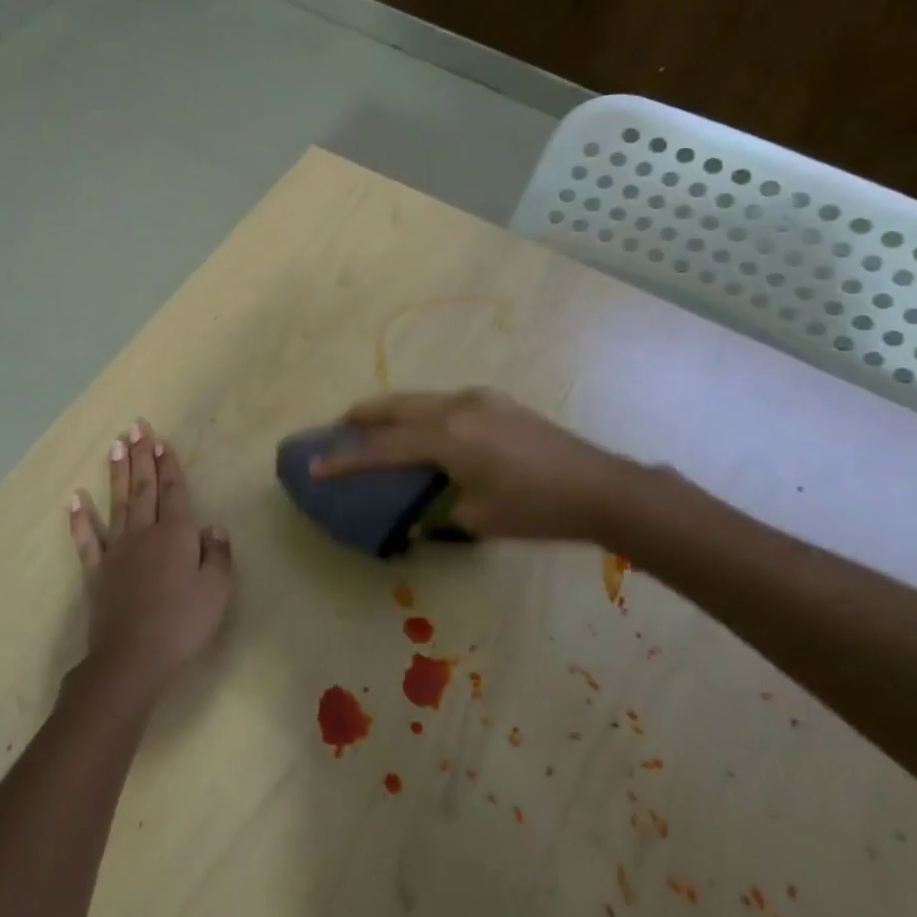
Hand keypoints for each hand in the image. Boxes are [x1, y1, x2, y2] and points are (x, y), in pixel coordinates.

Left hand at [68, 420, 233, 699]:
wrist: (132, 657)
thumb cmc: (181, 623)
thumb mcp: (216, 591)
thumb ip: (217, 554)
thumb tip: (212, 526)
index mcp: (176, 534)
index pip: (174, 491)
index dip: (169, 466)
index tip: (162, 441)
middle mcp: (145, 533)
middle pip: (143, 487)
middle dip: (141, 456)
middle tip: (136, 427)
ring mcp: (117, 550)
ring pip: (118, 503)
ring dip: (116, 473)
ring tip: (114, 446)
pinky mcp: (97, 571)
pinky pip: (87, 539)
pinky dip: (81, 519)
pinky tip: (75, 499)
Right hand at [312, 389, 641, 542]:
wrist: (601, 487)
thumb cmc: (536, 509)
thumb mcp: (478, 518)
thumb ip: (436, 510)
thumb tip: (415, 513)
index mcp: (448, 438)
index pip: (382, 448)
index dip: (345, 458)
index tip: (314, 464)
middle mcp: (456, 407)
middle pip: (393, 406)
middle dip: (360, 416)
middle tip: (336, 429)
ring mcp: (477, 398)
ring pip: (417, 399)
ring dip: (389, 412)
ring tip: (371, 428)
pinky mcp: (494, 401)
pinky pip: (440, 402)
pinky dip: (417, 413)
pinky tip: (419, 430)